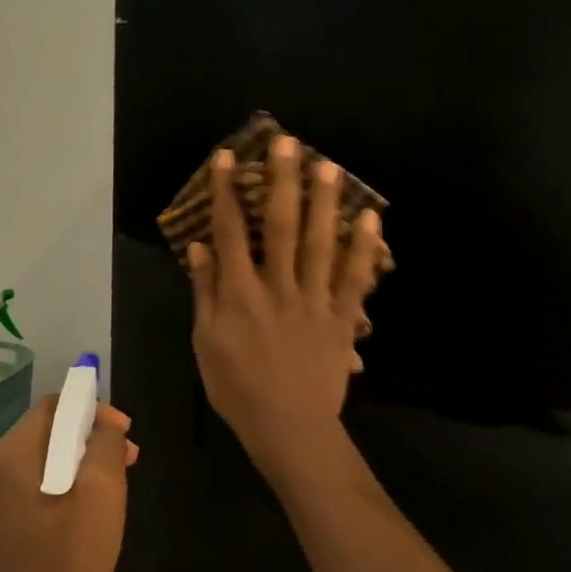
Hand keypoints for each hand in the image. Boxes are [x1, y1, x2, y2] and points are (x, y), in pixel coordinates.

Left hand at [0, 395, 137, 571]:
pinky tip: (85, 519)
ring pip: (40, 466)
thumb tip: (105, 422)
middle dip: (89, 441)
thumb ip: (105, 442)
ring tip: (113, 491)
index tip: (126, 435)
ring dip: (78, 468)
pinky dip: (60, 493)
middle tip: (128, 461)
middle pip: (46, 434)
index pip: (54, 406)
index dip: (93, 410)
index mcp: (9, 454)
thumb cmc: (67, 563)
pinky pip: (30, 494)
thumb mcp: (101, 493)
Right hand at [187, 135, 384, 486]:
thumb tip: (199, 247)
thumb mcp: (206, 342)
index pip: (229, 232)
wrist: (289, 428)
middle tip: (288, 142)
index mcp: (240, 293)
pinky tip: (371, 216)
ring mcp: (314, 299)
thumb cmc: (238, 387)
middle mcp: (277, 286)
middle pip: (280, 225)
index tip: (227, 156)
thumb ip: (205, 291)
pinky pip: (355, 278)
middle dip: (282, 181)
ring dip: (324, 201)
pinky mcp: (342, 317)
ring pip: (320, 242)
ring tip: (328, 165)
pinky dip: (364, 247)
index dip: (226, 191)